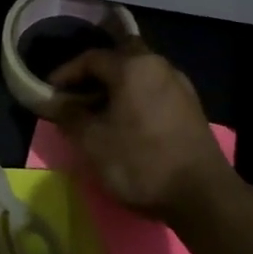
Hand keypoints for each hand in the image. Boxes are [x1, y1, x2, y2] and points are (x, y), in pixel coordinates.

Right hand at [45, 41, 233, 219]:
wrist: (203, 195)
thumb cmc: (141, 162)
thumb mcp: (93, 142)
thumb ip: (69, 116)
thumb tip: (56, 102)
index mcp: (133, 66)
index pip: (90, 58)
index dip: (66, 73)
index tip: (49, 92)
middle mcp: (158, 65)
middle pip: (119, 57)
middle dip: (94, 73)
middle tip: (76, 93)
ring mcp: (179, 85)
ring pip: (138, 74)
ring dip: (115, 86)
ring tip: (97, 111)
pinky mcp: (191, 107)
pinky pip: (153, 90)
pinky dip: (134, 97)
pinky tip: (125, 122)